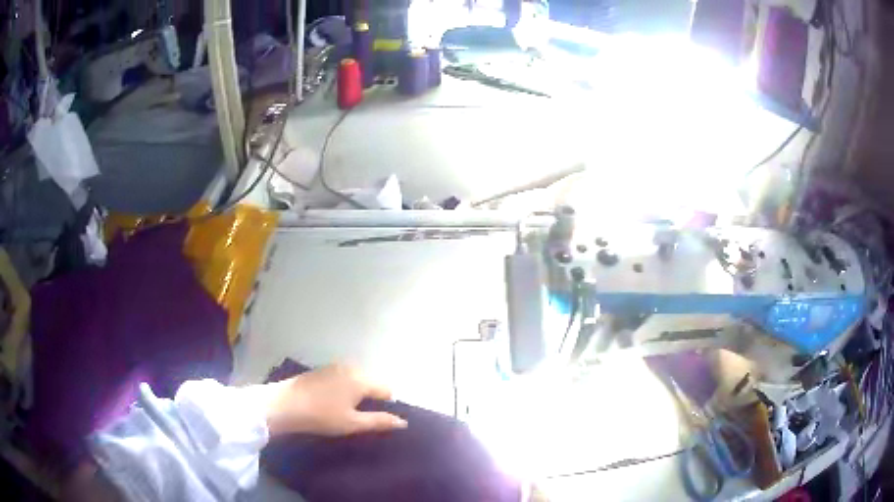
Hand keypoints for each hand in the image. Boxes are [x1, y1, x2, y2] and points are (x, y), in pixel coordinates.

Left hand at [261, 363, 407, 436]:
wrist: (284, 405)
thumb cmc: (321, 416)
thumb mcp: (352, 423)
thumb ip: (379, 421)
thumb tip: (403, 422)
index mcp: (361, 379)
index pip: (386, 390)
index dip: (386, 406)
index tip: (375, 421)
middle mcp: (350, 367)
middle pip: (371, 383)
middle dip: (371, 399)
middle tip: (359, 418)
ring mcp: (334, 366)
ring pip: (356, 380)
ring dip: (356, 394)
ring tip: (344, 412)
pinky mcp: (320, 370)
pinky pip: (342, 378)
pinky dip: (343, 389)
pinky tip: (330, 402)